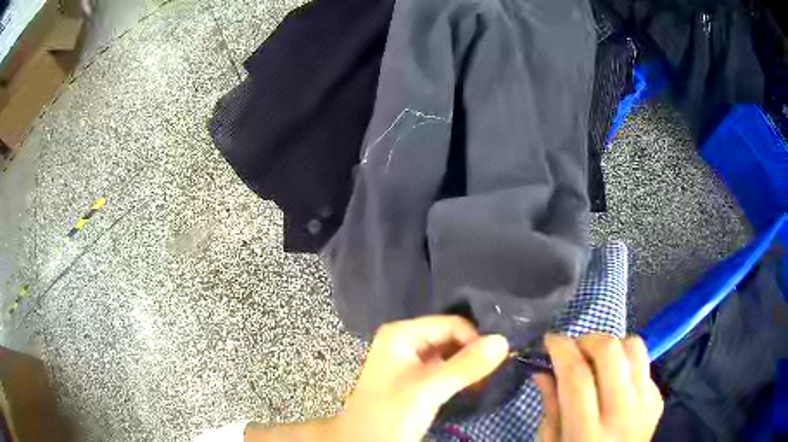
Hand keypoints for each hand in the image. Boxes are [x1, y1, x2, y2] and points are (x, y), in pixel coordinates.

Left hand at [244, 315, 508, 441]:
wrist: (363, 441)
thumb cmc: (390, 414)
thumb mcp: (429, 390)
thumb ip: (465, 366)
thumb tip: (503, 340)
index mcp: (402, 333)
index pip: (451, 324)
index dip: (474, 341)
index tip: (493, 365)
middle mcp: (405, 340)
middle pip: (450, 337)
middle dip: (472, 354)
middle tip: (489, 376)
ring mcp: (408, 359)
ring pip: (448, 353)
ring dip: (466, 366)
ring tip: (481, 383)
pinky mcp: (413, 377)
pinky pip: (442, 368)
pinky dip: (457, 376)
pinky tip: (469, 387)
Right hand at [533, 334, 663, 441]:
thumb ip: (550, 408)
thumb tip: (543, 371)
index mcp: (587, 433)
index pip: (577, 377)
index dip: (562, 350)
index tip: (550, 340)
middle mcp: (622, 414)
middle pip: (610, 352)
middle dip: (587, 340)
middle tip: (574, 349)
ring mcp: (646, 404)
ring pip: (634, 347)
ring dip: (611, 346)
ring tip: (596, 360)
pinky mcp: (658, 399)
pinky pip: (644, 364)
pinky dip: (625, 363)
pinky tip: (614, 380)